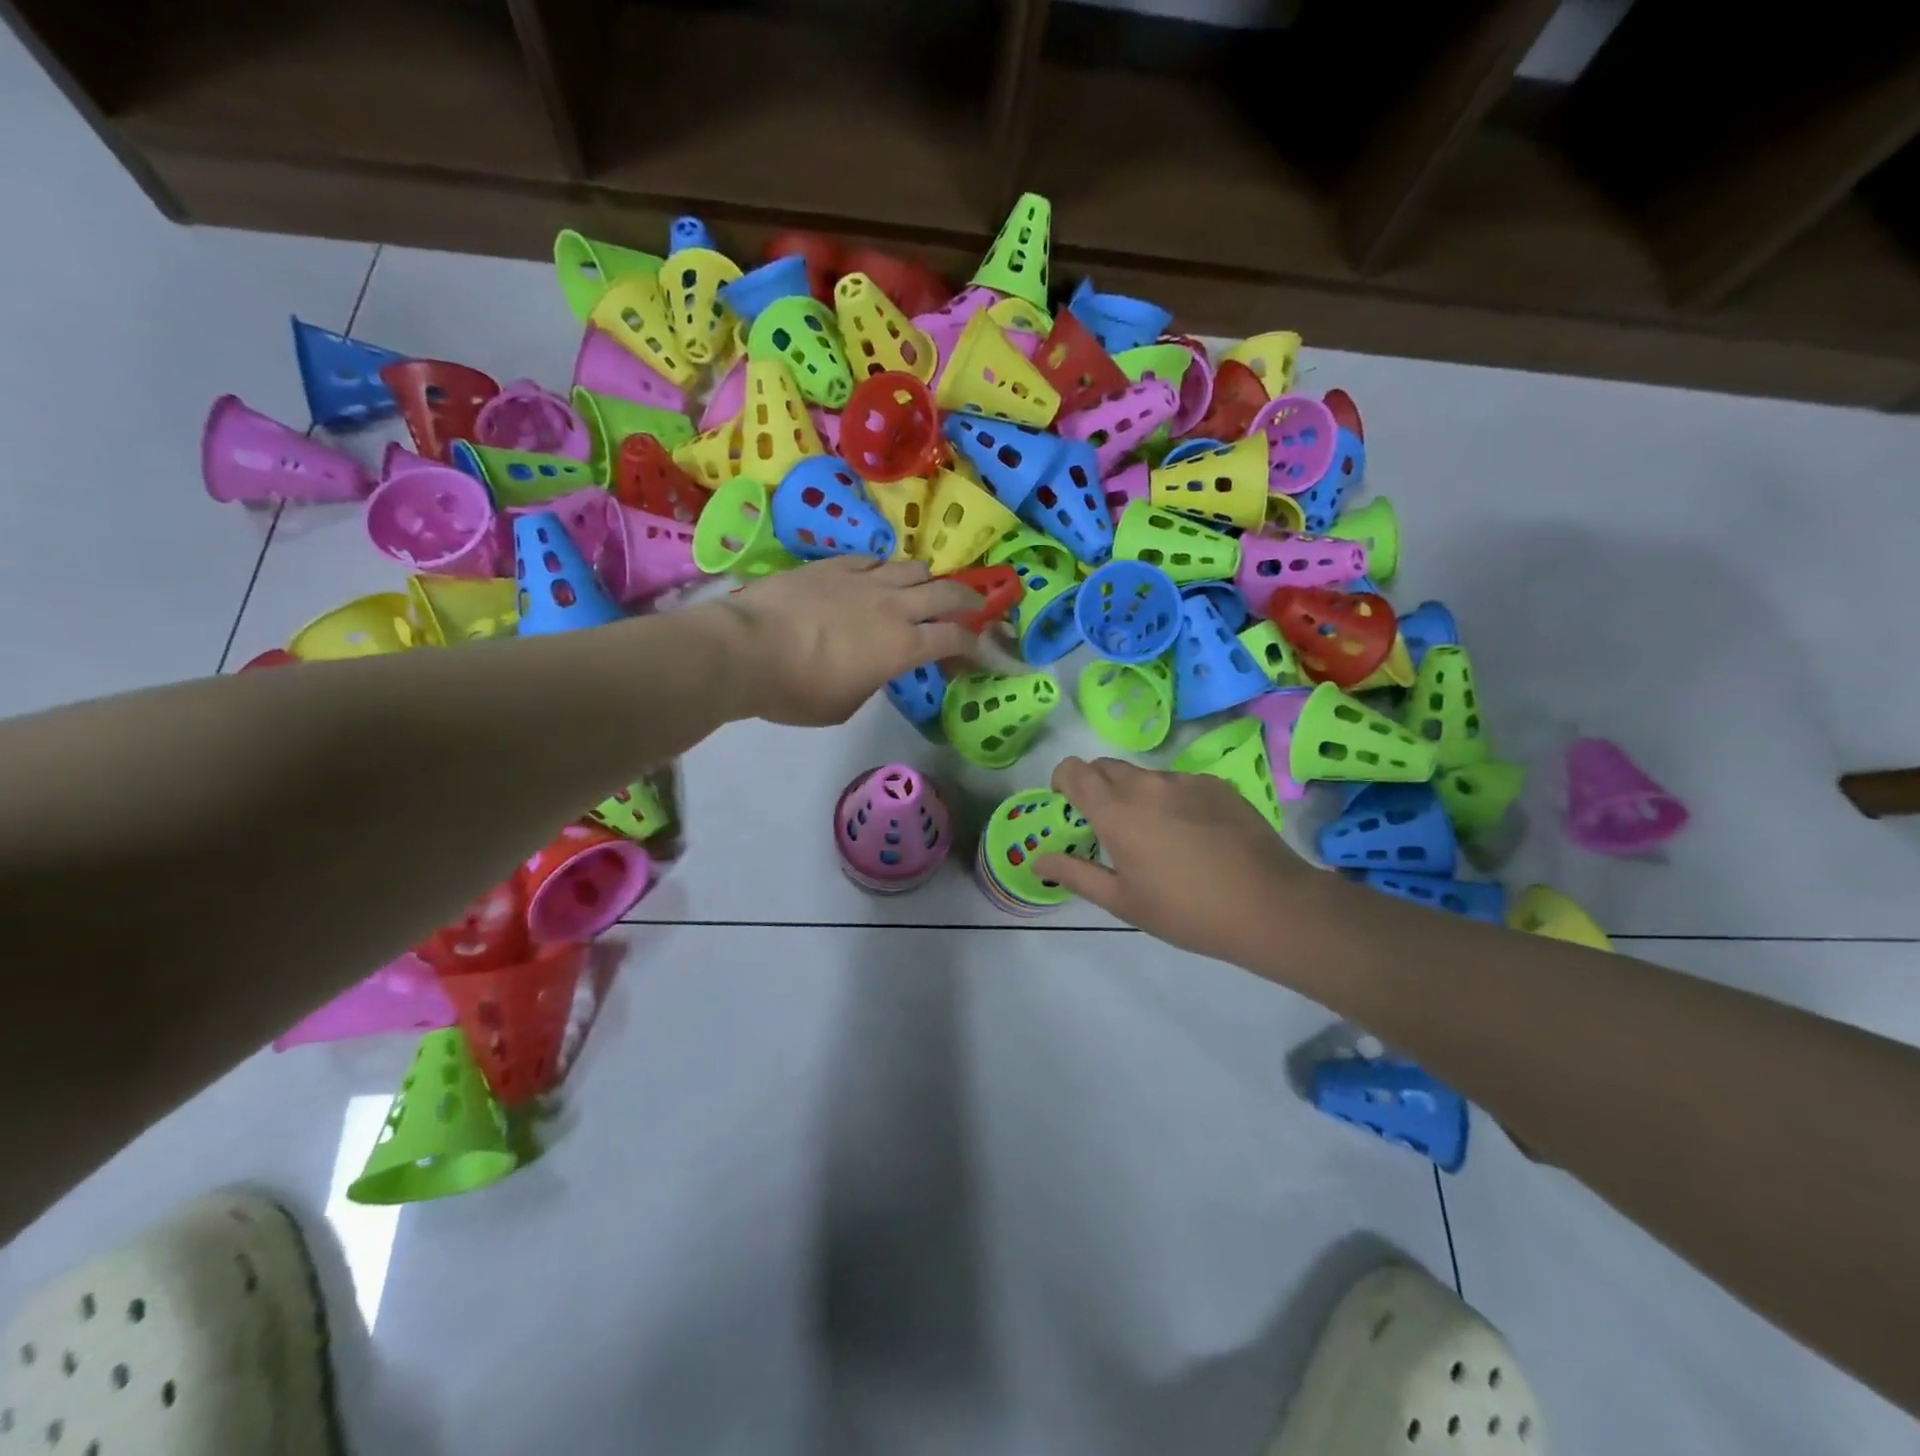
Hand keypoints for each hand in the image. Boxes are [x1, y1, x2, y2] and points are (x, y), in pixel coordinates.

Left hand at [718, 557, 982, 725]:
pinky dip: (884, 570)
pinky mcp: (834, 564)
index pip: (954, 638)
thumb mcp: (846, 704)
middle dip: (967, 600)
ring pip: (912, 567)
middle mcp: (893, 607)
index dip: (973, 644)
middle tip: (973, 607)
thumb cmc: (798, 691)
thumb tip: (874, 666)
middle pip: (946, 593)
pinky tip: (875, 577)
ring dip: (925, 580)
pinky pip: (872, 559)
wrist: (747, 650)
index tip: (977, 649)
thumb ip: (872, 680)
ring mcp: (864, 580)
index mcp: (902, 647)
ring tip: (921, 589)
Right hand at [1033, 756, 1320, 964]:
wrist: (1269, 905)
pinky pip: (1178, 782)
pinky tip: (1193, 835)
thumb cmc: (1186, 911)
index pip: (1073, 770)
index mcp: (1115, 811)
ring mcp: (1184, 780)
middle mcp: (1146, 784)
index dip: (1062, 781)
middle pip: (1105, 767)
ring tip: (1157, 837)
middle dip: (1096, 788)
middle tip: (1108, 827)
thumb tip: (1038, 858)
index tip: (1067, 805)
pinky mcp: (1216, 784)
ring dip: (1135, 795)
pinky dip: (1171, 799)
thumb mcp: (1123, 902)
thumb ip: (1075, 874)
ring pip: (1144, 775)